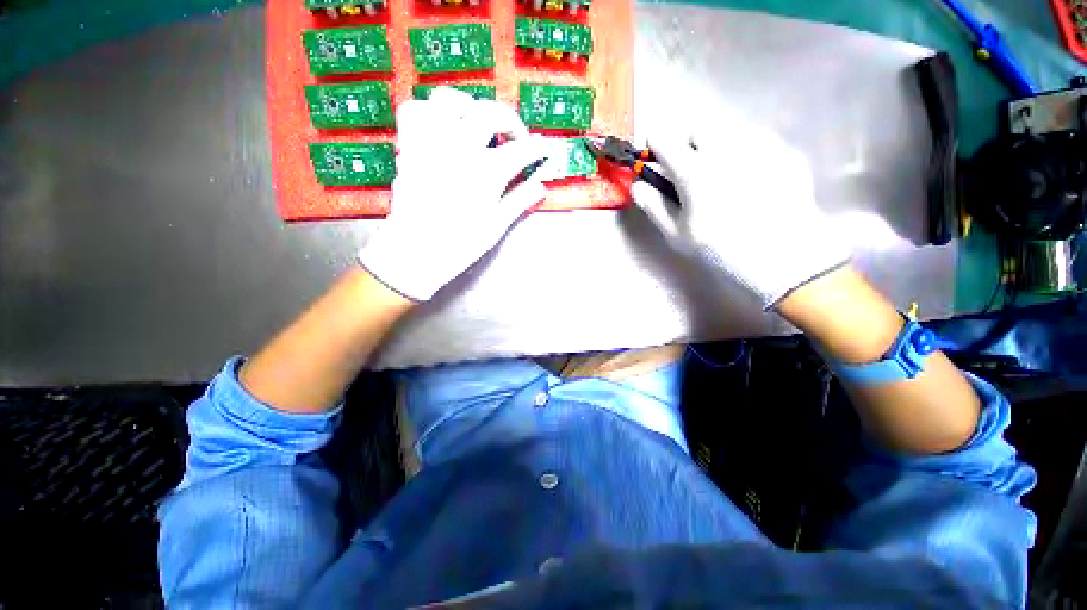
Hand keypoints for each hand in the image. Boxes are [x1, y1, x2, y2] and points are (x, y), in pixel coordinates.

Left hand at [359, 87, 549, 301]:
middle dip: (510, 121)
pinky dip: (430, 112)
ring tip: (477, 126)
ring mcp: (432, 144)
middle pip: (490, 113)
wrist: (415, 252)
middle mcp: (460, 149)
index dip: (537, 148)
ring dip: (470, 108)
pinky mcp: (410, 147)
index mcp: (487, 173)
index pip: (521, 150)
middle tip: (515, 139)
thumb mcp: (497, 226)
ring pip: (449, 101)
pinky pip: (415, 111)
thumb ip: (519, 201)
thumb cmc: (460, 244)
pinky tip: (442, 128)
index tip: (543, 149)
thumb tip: (540, 187)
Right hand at [631, 113, 849, 307]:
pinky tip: (751, 180)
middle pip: (696, 126)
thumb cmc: (720, 251)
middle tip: (691, 170)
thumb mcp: (677, 235)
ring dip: (715, 145)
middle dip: (687, 143)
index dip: (655, 148)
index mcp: (693, 171)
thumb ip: (653, 205)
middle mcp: (724, 148)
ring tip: (722, 175)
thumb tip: (638, 184)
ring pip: (727, 129)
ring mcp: (758, 146)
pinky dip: (744, 152)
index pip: (662, 138)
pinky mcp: (783, 151)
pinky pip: (755, 140)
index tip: (657, 161)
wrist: (783, 258)